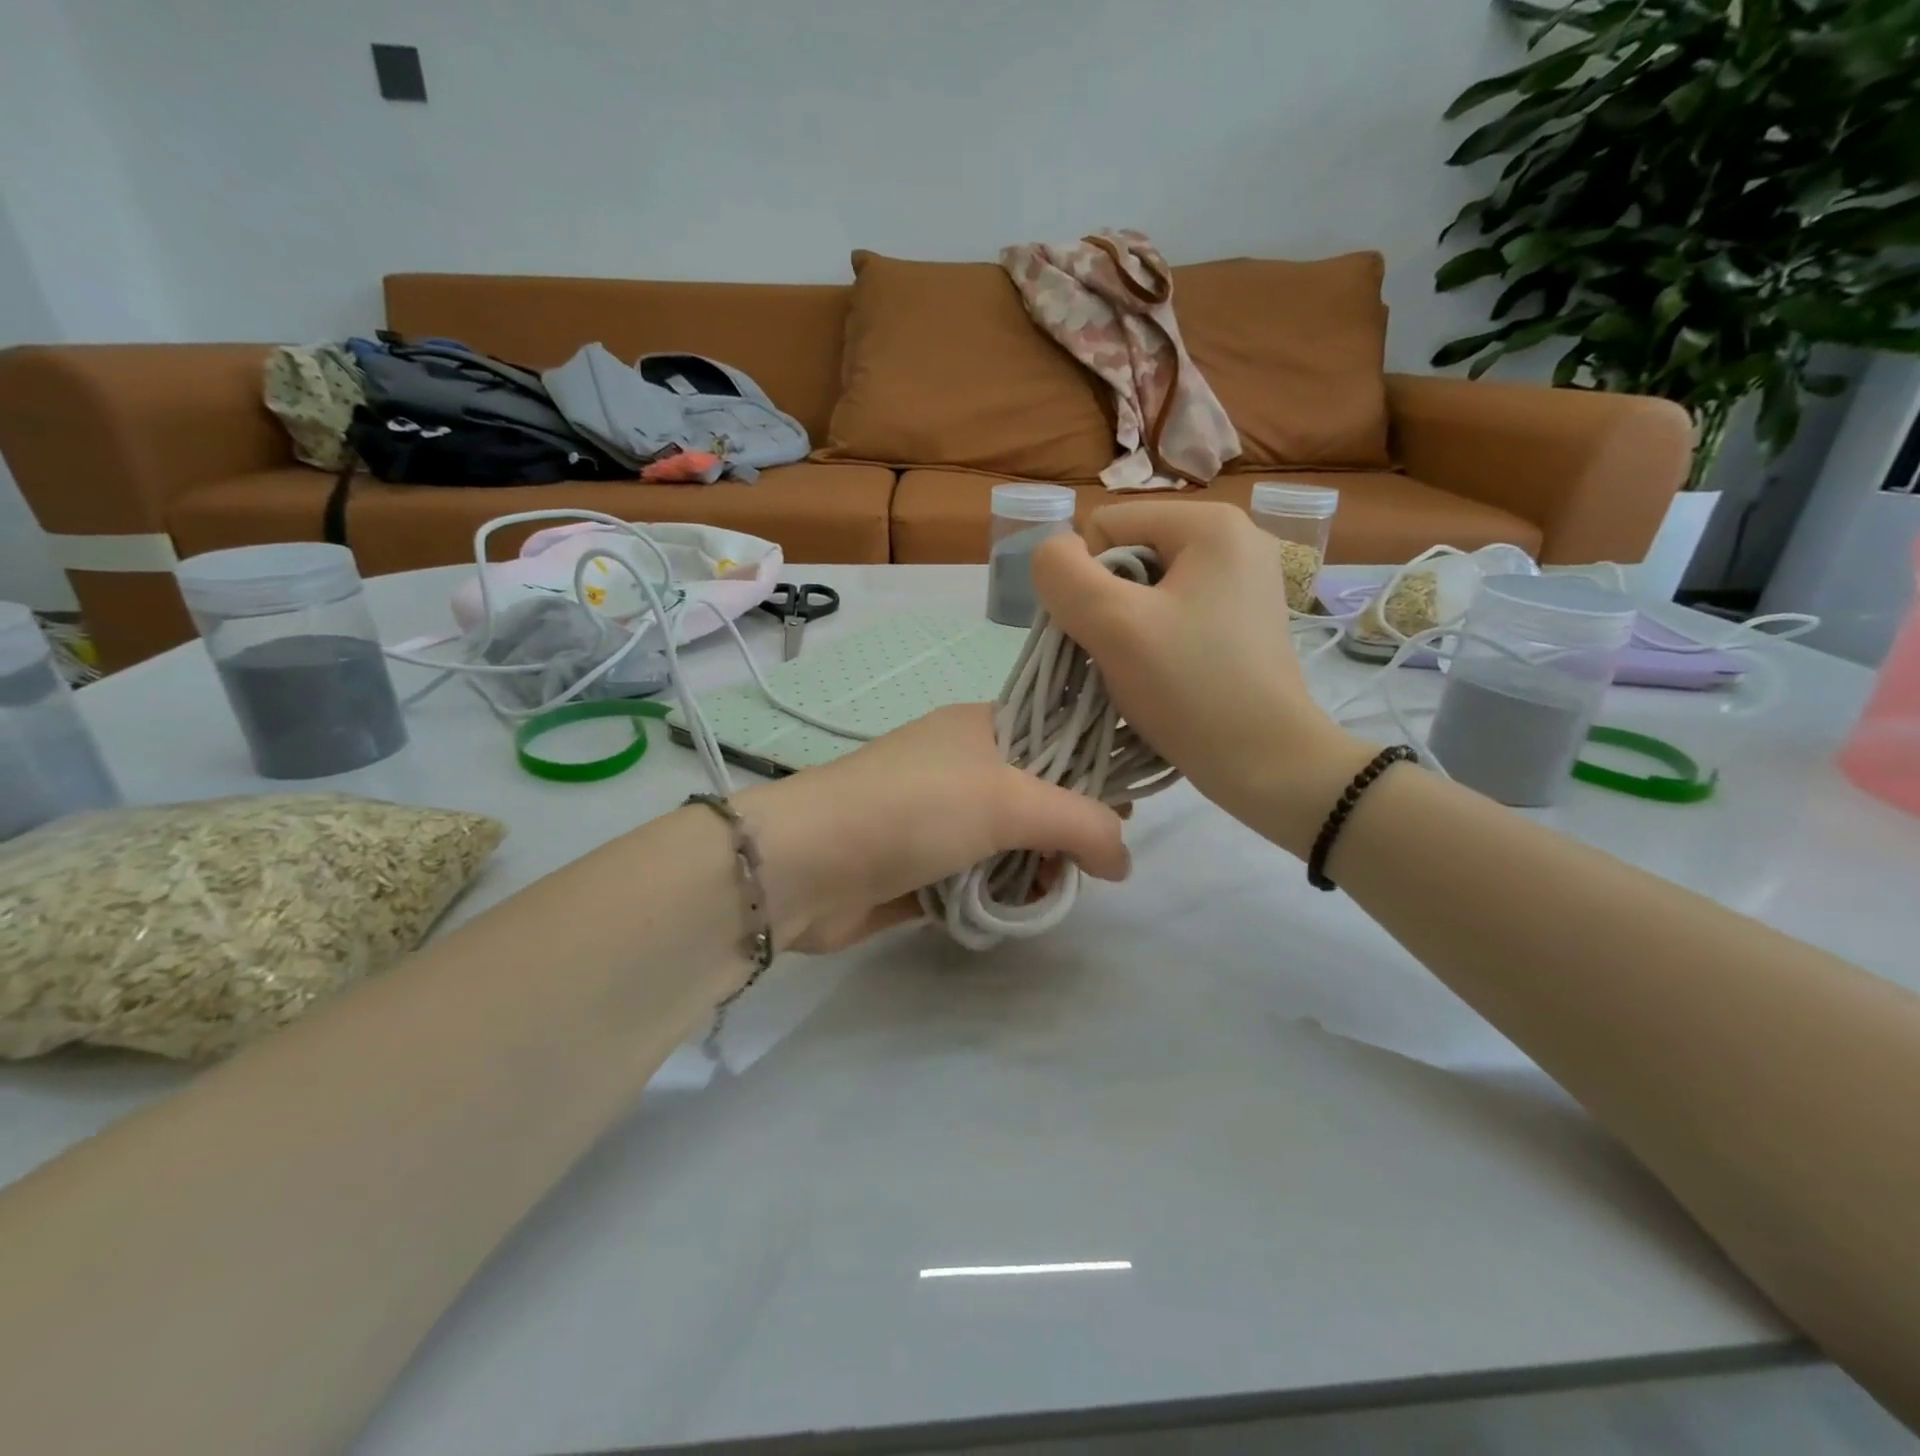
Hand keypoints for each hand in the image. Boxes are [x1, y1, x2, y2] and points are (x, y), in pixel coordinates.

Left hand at [737, 704, 1131, 952]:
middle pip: (1037, 798)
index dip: (1094, 771)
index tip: (1124, 815)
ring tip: (1039, 895)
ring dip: (1029, 871)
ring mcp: (936, 818)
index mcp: (981, 728)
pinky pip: (976, 879)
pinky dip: (994, 896)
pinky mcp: (919, 867)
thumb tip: (1126, 859)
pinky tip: (1003, 913)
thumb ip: (1082, 823)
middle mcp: (960, 767)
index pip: (1057, 737)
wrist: (807, 864)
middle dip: (1063, 835)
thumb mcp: (1009, 801)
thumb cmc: (914, 809)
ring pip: (1008, 844)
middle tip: (1079, 867)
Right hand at [1031, 502, 1372, 856]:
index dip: (1086, 580)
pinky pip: (1174, 613)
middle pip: (1127, 555)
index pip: (1104, 527)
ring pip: (1146, 589)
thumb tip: (1053, 554)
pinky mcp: (1245, 620)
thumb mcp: (1112, 624)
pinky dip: (1154, 641)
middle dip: (1108, 606)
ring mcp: (1245, 581)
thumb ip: (1063, 574)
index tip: (1106, 633)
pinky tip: (1164, 676)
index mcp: (1210, 523)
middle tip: (1121, 656)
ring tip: (1141, 670)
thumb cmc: (1191, 688)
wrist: (1268, 764)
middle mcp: (1235, 538)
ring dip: (1126, 629)